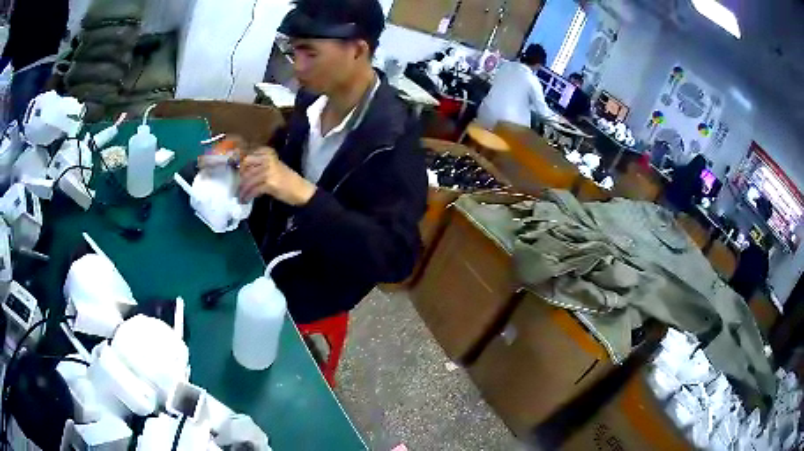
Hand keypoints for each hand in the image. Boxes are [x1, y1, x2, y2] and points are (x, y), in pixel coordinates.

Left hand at [238, 147, 316, 205]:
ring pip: (248, 179)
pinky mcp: (269, 183)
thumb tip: (243, 170)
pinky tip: (245, 199)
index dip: (241, 164)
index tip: (238, 172)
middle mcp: (268, 160)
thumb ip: (260, 165)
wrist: (301, 190)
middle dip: (241, 176)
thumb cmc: (287, 180)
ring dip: (243, 189)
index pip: (249, 155)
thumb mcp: (274, 167)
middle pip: (246, 166)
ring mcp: (268, 171)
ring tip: (240, 195)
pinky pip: (253, 189)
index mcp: (269, 153)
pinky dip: (248, 195)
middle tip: (238, 185)